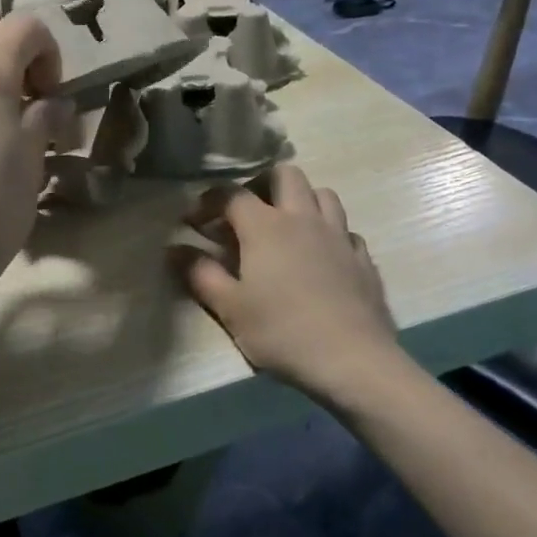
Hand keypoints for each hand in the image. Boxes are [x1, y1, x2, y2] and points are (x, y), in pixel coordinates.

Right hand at [174, 164, 401, 400]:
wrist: (353, 361)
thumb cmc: (281, 332)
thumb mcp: (229, 307)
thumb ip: (199, 273)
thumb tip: (173, 248)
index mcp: (265, 226)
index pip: (231, 193)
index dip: (208, 201)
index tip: (193, 221)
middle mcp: (303, 219)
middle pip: (285, 175)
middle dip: (260, 184)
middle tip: (245, 211)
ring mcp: (338, 236)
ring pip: (323, 194)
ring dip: (300, 200)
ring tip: (285, 227)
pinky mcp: (363, 259)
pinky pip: (345, 230)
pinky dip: (328, 232)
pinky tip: (320, 256)